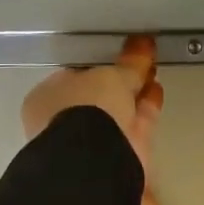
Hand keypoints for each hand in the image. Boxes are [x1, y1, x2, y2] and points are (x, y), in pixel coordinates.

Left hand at [21, 37, 166, 204]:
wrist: (97, 161)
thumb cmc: (89, 108)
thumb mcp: (112, 77)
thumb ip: (129, 63)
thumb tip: (142, 43)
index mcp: (46, 99)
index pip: (73, 76)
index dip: (98, 65)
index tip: (118, 55)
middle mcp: (64, 122)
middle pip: (98, 96)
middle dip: (120, 81)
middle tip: (140, 63)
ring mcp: (90, 142)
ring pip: (117, 112)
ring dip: (135, 93)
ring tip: (152, 73)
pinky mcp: (116, 156)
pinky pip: (133, 125)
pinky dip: (145, 108)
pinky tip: (156, 92)